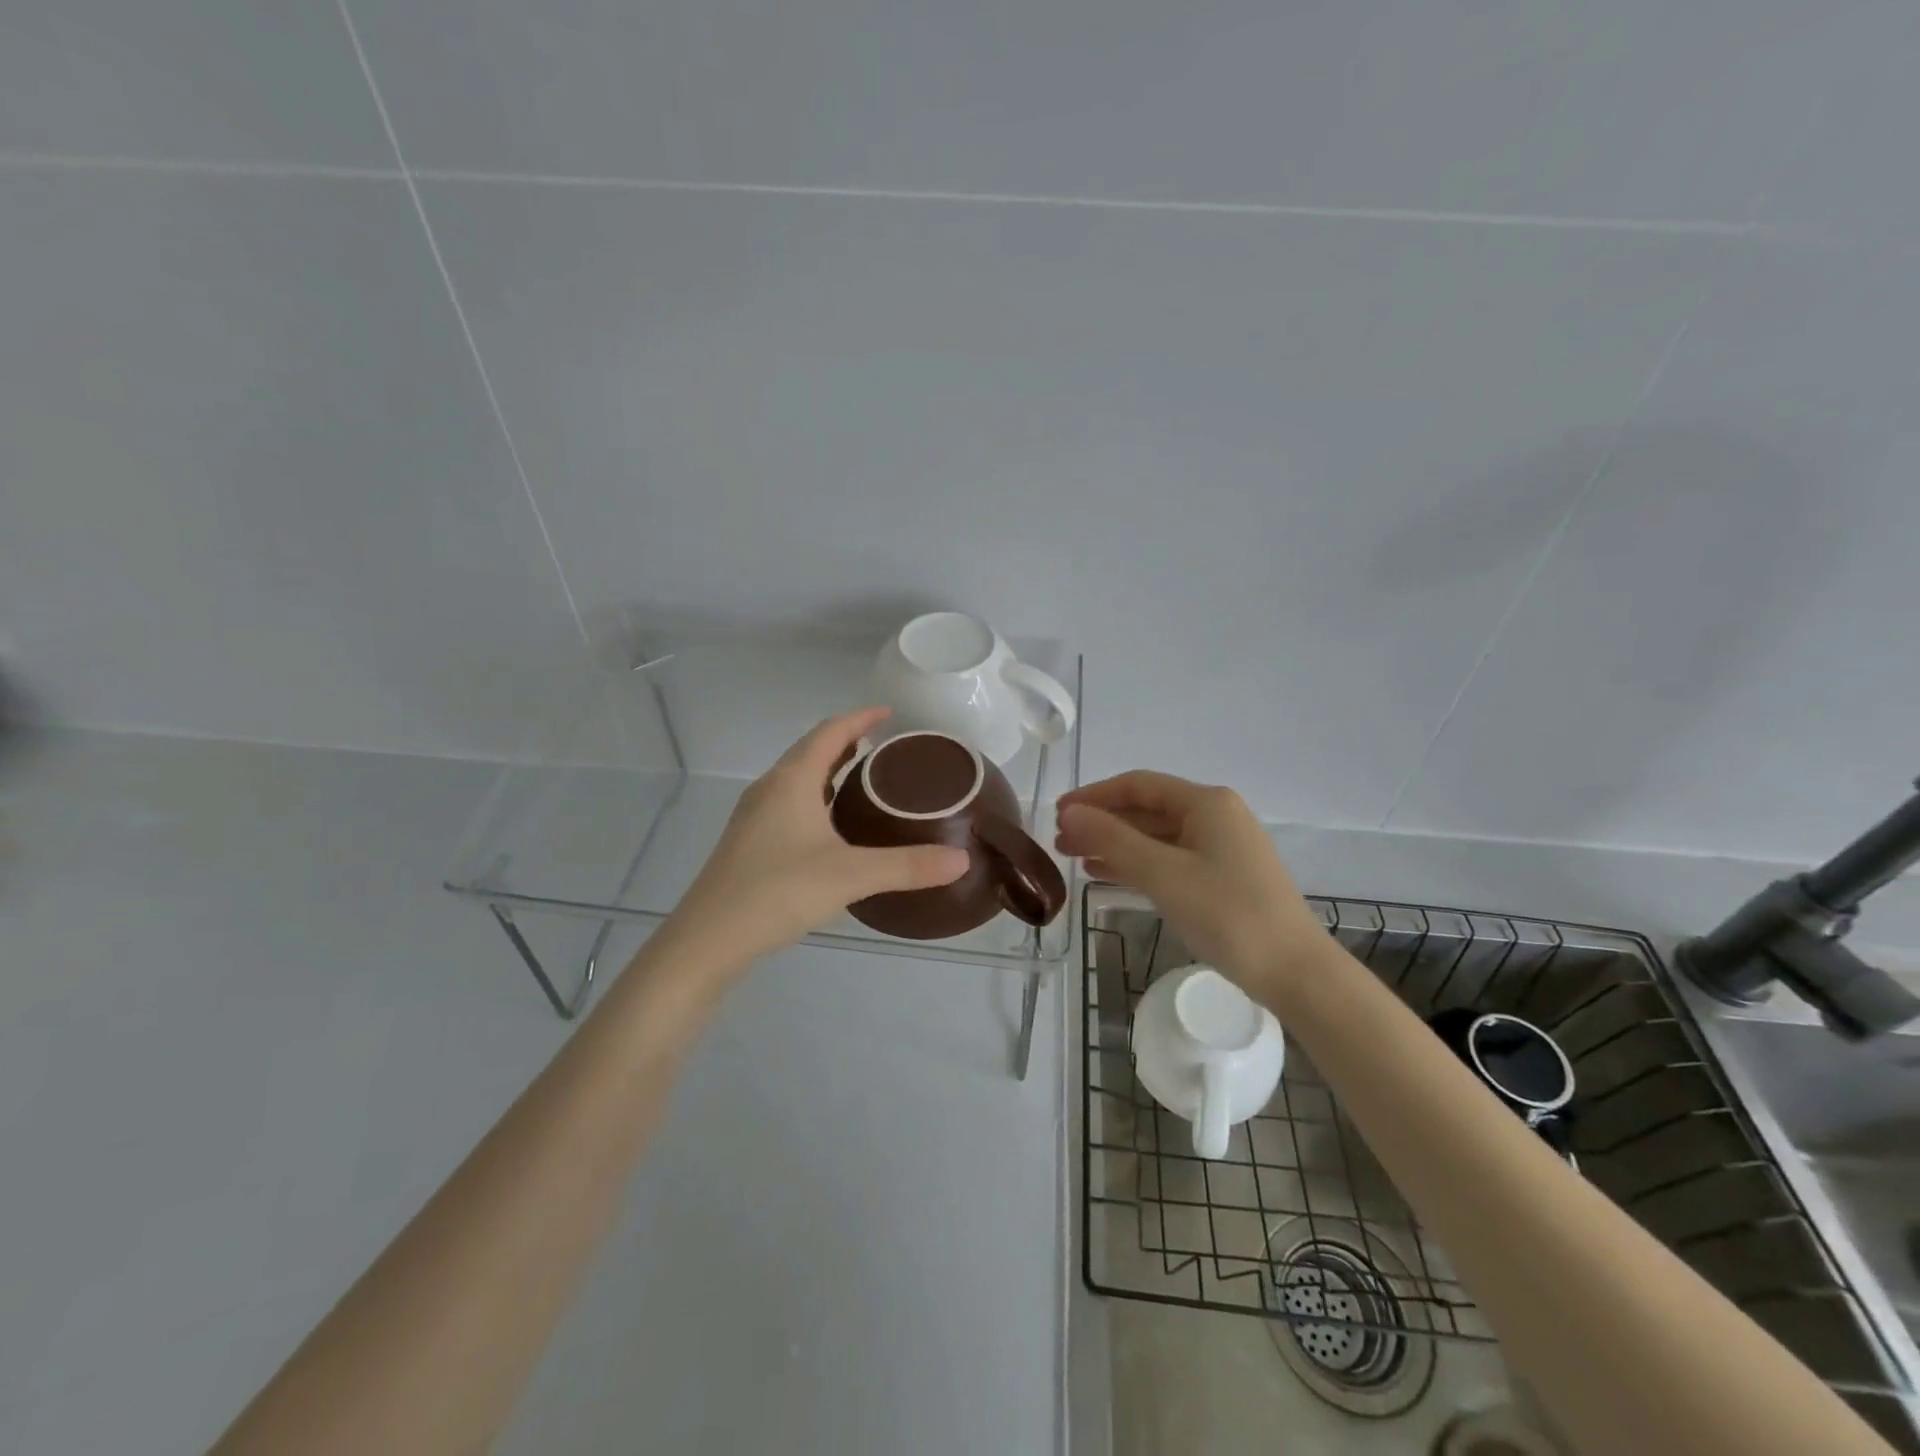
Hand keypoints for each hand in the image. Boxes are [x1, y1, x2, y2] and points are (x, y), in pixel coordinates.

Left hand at [668, 708, 969, 965]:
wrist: (707, 940)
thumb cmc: (777, 892)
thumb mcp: (850, 876)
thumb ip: (908, 866)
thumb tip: (962, 859)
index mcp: (792, 780)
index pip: (830, 731)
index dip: (861, 718)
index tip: (891, 714)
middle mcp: (770, 788)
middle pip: (812, 750)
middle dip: (848, 742)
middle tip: (886, 749)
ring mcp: (755, 816)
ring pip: (799, 779)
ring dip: (830, 771)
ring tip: (866, 782)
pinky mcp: (750, 843)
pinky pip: (790, 803)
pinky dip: (817, 798)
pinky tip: (834, 829)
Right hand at [1055, 771, 1325, 998]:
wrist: (1295, 972)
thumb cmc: (1228, 915)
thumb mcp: (1163, 874)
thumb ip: (1113, 839)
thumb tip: (1069, 813)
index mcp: (1206, 803)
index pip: (1138, 785)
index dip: (1094, 796)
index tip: (1058, 813)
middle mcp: (1216, 816)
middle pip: (1146, 809)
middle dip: (1102, 822)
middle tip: (1060, 842)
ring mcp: (1222, 847)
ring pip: (1156, 836)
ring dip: (1115, 844)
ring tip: (1074, 858)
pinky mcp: (1224, 876)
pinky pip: (1170, 859)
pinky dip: (1137, 864)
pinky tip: (1107, 875)